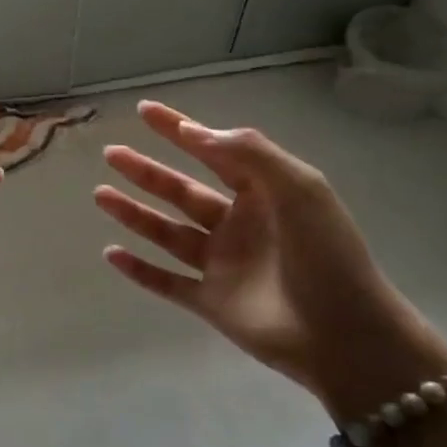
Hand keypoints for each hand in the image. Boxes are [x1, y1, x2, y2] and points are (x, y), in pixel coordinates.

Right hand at [94, 100, 446, 415]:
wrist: (345, 336)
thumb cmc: (326, 254)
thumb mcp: (300, 187)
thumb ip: (249, 153)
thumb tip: (195, 132)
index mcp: (262, 194)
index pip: (212, 152)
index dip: (178, 129)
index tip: (145, 110)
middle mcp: (237, 225)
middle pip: (180, 191)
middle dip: (145, 171)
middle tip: (111, 153)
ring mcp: (222, 265)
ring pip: (167, 232)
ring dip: (133, 213)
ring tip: (100, 194)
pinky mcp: (210, 302)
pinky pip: (166, 282)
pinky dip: (139, 270)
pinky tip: (111, 253)